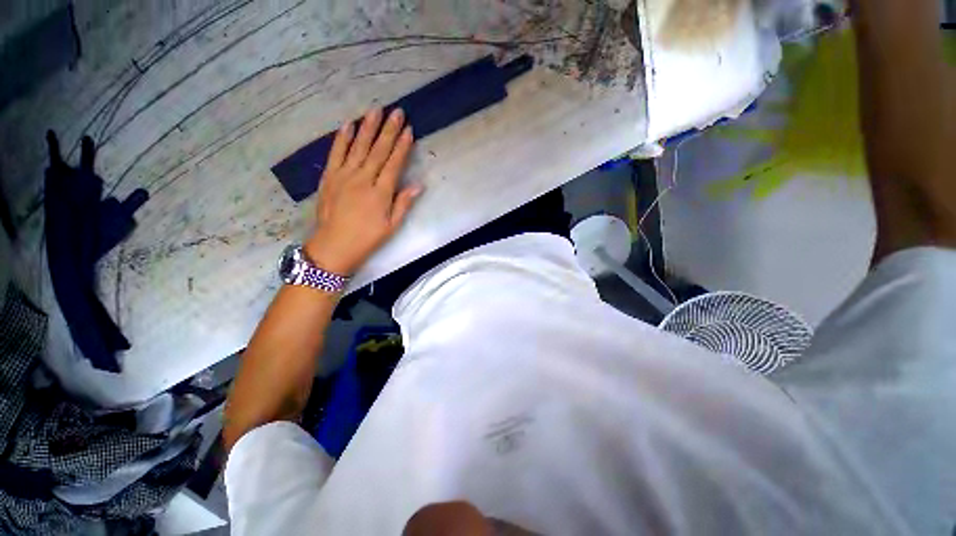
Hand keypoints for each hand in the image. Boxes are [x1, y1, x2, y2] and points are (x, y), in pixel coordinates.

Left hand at [305, 108, 421, 276]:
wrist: (334, 246)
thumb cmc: (368, 238)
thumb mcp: (391, 226)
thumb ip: (403, 203)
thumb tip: (418, 185)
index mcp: (381, 192)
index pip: (394, 163)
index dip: (402, 146)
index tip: (408, 130)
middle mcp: (363, 179)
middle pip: (378, 150)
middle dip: (389, 130)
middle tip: (397, 111)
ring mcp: (344, 175)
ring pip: (358, 147)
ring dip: (368, 127)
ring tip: (375, 110)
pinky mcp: (329, 176)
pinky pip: (336, 153)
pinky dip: (342, 138)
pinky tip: (348, 125)